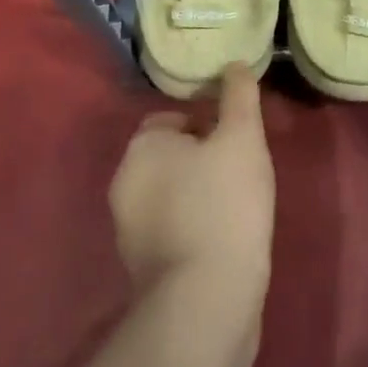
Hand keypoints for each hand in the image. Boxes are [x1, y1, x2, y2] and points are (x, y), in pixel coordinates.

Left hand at [108, 64, 274, 300]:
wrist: (205, 301)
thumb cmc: (224, 204)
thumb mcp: (242, 138)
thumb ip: (239, 97)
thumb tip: (234, 65)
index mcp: (141, 148)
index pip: (171, 118)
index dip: (207, 122)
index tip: (236, 138)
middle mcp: (124, 185)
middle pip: (170, 157)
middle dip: (203, 159)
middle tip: (242, 169)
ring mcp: (129, 232)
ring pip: (171, 195)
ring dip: (200, 194)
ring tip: (239, 205)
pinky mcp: (142, 270)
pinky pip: (172, 231)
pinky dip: (195, 228)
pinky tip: (226, 239)